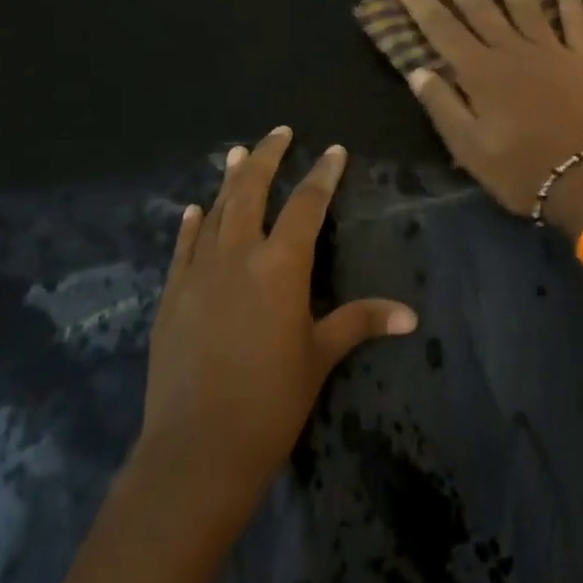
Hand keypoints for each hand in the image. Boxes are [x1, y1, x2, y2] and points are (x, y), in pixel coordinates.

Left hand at [137, 127, 417, 517]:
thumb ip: (360, 322)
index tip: (334, 151)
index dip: (323, 175)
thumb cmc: (271, 401)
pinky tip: (193, 209)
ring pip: (215, 212)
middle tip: (279, 132)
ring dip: (228, 180)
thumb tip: (411, 316)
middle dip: (267, 157)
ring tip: (236, 153)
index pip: (307, 205)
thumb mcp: (320, 356)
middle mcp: (238, 256)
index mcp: (281, 266)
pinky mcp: (171, 297)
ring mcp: (198, 274)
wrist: (197, 450)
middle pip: (251, 191)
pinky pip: (183, 247)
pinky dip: (190, 224)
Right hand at [391, 0, 582, 227]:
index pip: (441, 28)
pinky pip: (576, 20)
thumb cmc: (522, 170)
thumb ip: (443, 106)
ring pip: (524, 2)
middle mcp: (513, 51)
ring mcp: (552, 50)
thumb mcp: (470, 149)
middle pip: (478, 5)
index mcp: (481, 73)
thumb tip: (418, 70)